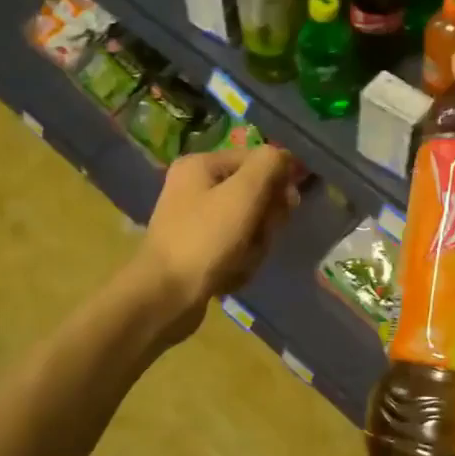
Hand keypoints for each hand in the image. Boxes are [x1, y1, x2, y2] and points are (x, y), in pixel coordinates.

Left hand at [135, 146, 297, 342]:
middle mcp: (194, 188)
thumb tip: (284, 157)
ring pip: (248, 224)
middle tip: (260, 237)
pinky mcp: (197, 251)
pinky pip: (234, 248)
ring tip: (242, 261)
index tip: (289, 205)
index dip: (278, 179)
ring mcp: (195, 221)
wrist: (165, 297)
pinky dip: (240, 261)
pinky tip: (231, 275)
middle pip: (253, 194)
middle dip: (265, 219)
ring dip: (255, 244)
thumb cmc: (205, 238)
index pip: (256, 159)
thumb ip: (268, 165)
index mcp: (200, 166)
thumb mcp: (244, 193)